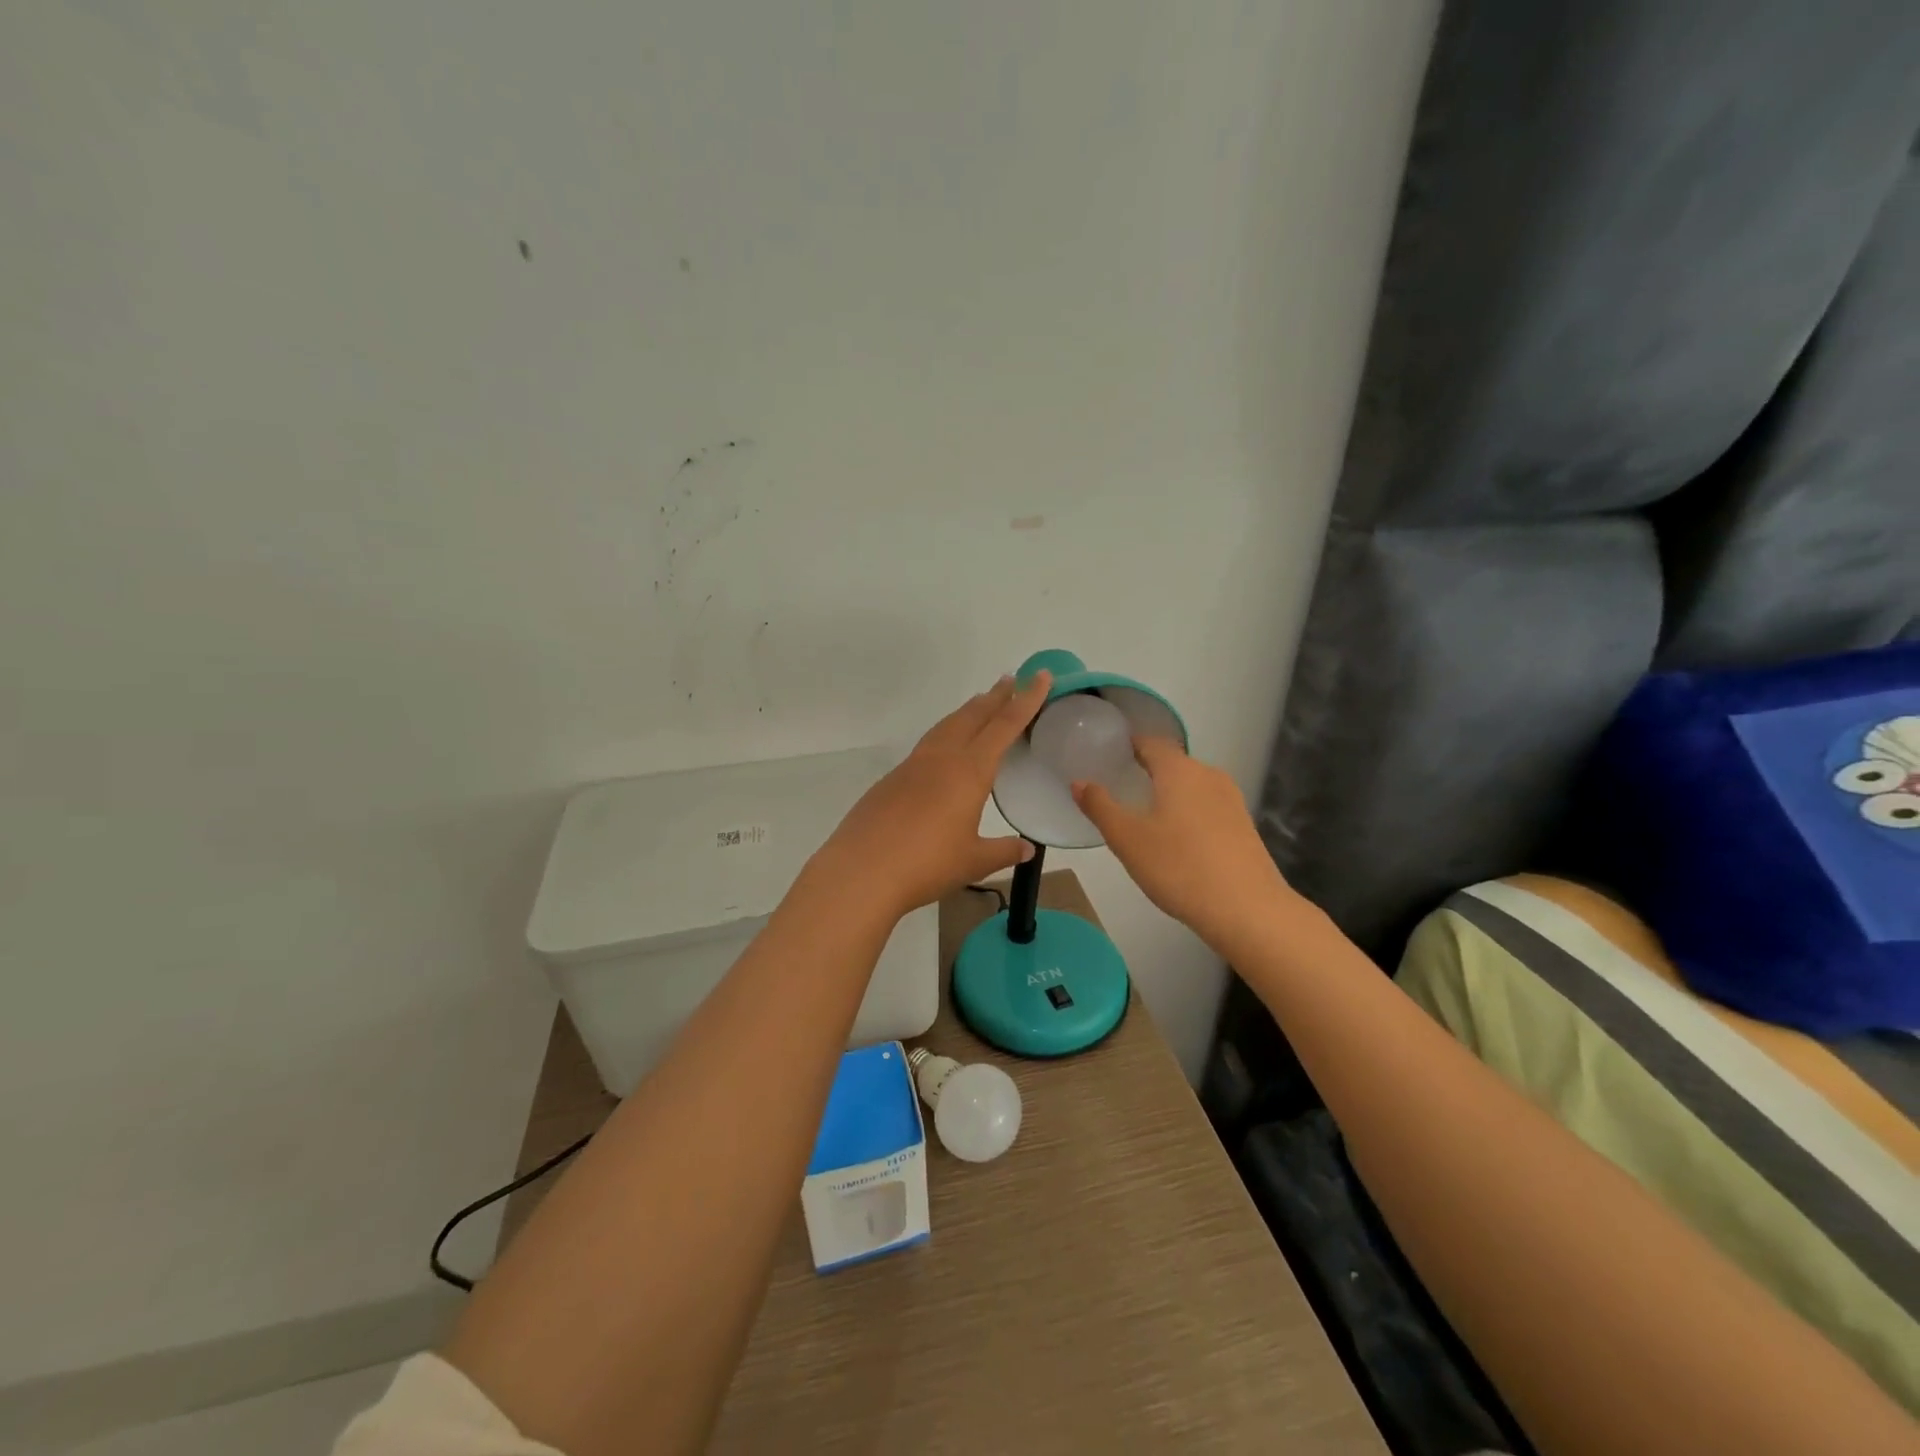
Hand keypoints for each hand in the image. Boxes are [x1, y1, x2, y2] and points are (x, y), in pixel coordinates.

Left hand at [814, 673, 1051, 920]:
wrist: (861, 871)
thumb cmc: (926, 865)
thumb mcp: (973, 861)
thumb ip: (1003, 851)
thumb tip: (1027, 848)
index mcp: (969, 771)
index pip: (1004, 726)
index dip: (1026, 700)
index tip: (1041, 676)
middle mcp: (942, 758)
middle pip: (973, 716)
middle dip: (995, 697)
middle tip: (1012, 680)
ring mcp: (912, 766)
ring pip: (946, 726)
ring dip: (967, 711)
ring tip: (980, 703)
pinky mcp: (891, 780)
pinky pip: (927, 745)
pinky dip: (945, 733)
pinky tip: (944, 749)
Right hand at [1071, 738, 1295, 950]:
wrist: (1247, 909)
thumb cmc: (1179, 867)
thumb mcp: (1127, 839)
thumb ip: (1100, 807)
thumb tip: (1079, 782)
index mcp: (1179, 770)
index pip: (1151, 742)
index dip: (1129, 745)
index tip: (1109, 754)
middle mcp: (1208, 775)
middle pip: (1173, 763)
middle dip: (1147, 770)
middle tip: (1120, 786)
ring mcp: (1231, 800)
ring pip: (1192, 785)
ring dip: (1169, 792)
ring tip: (1145, 813)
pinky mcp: (1244, 825)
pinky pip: (1207, 806)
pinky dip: (1188, 812)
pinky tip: (1177, 838)